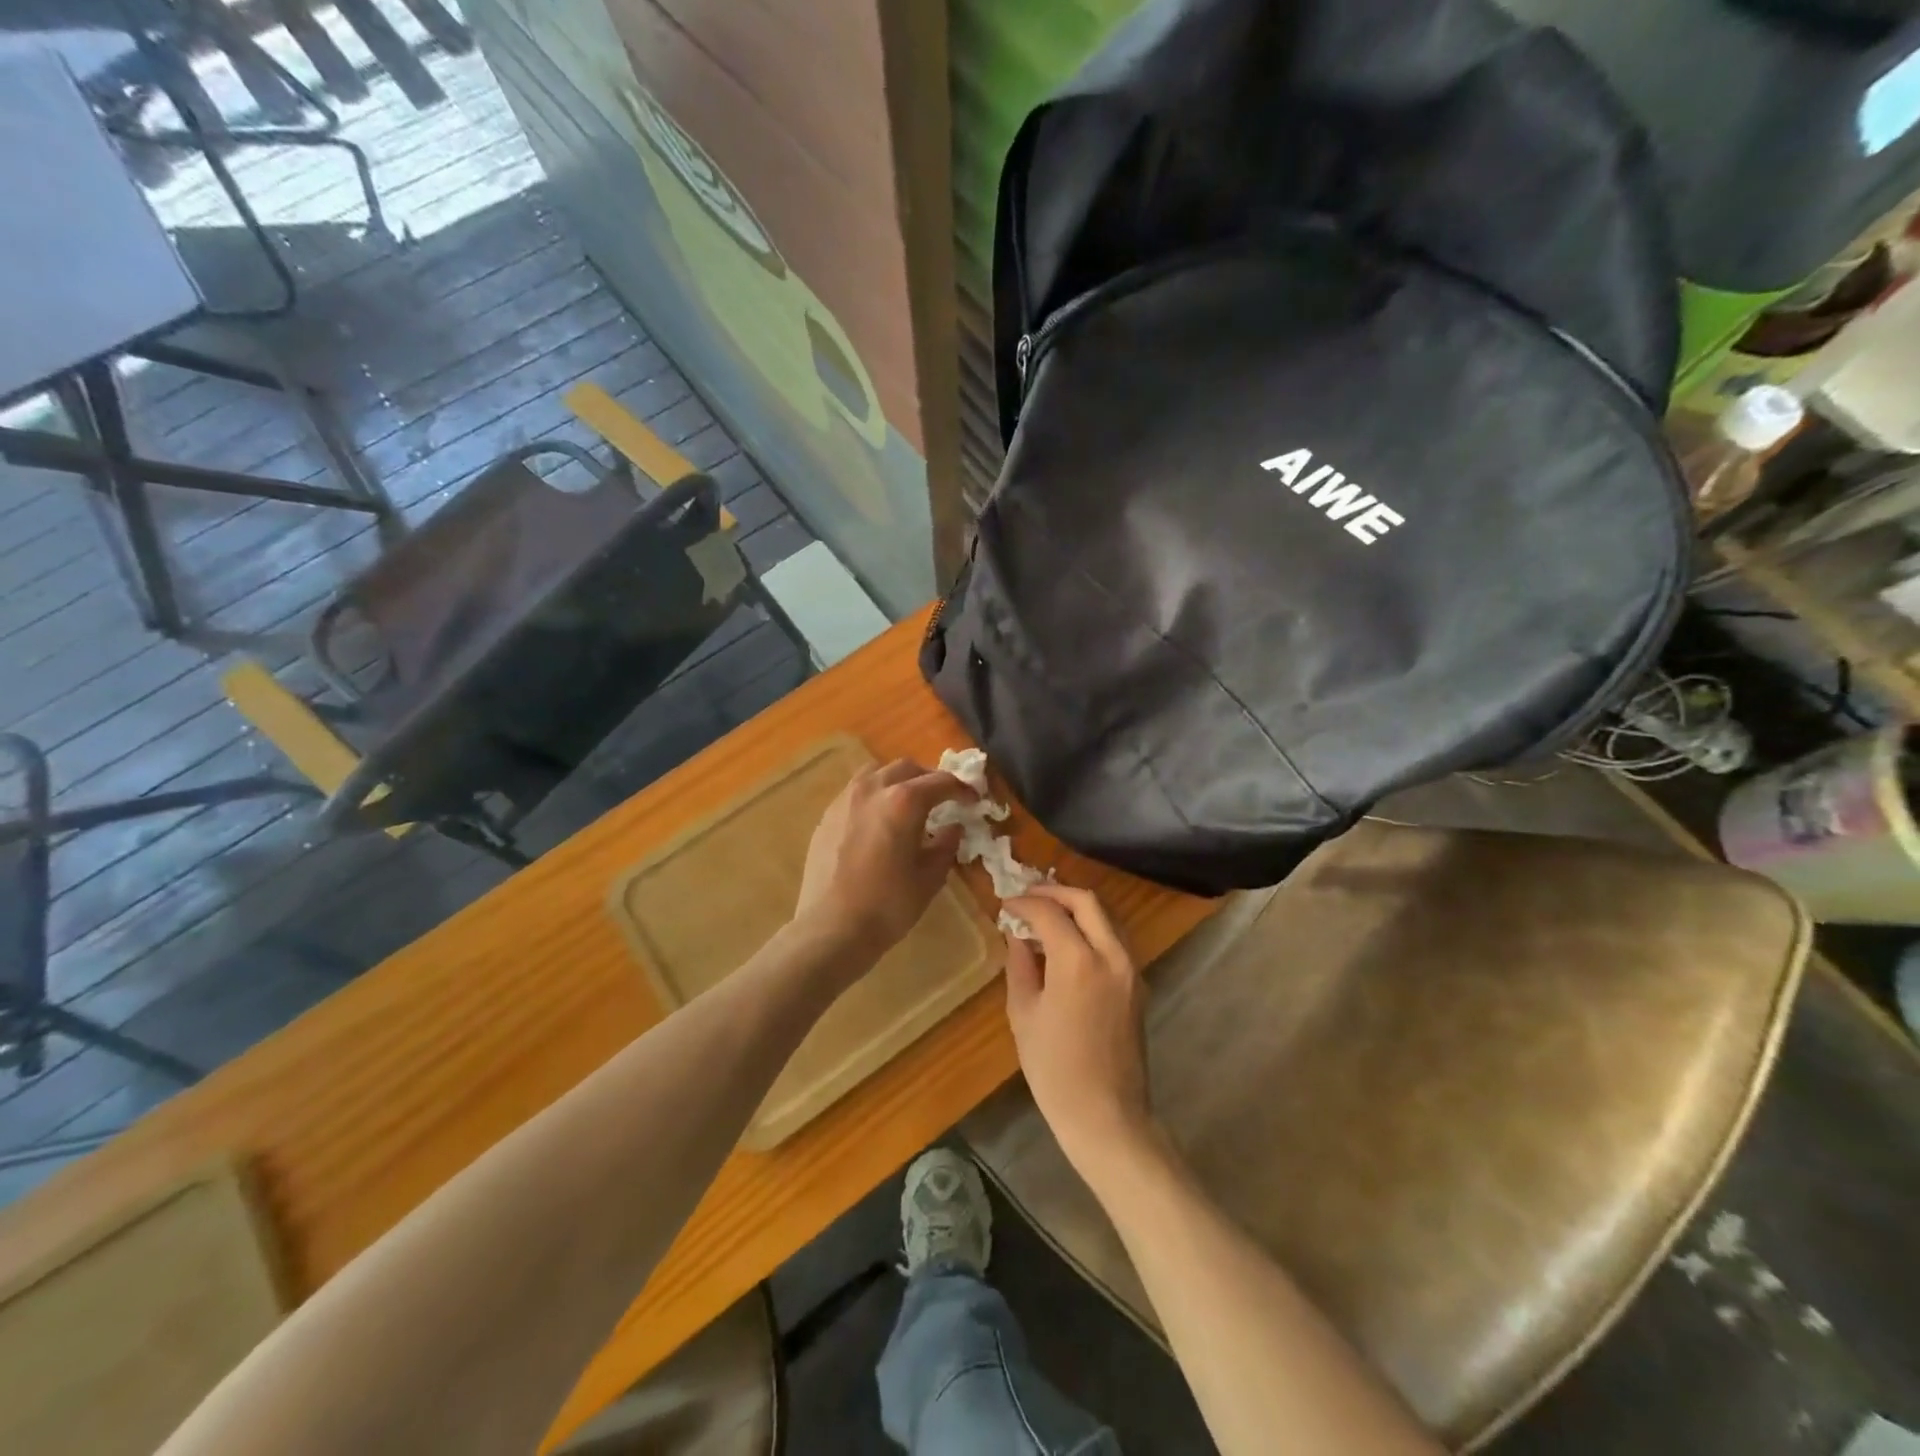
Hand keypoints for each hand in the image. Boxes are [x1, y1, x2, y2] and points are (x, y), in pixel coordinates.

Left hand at [795, 758, 972, 959]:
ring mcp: (845, 799)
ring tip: (908, 804)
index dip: (962, 789)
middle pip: (907, 768)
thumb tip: (953, 828)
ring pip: (877, 773)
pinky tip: (878, 821)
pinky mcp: (827, 815)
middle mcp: (873, 789)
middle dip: (929, 779)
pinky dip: (874, 796)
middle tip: (942, 800)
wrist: (831, 928)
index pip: (941, 782)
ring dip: (898, 781)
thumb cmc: (888, 905)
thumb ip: (946, 845)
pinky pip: (856, 792)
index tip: (973, 800)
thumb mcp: (929, 878)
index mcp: (904, 801)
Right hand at [1002, 884, 1156, 1176]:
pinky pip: (1115, 938)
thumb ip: (1020, 964)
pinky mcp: (1138, 983)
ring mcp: (1131, 968)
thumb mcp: (1023, 1014)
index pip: (1050, 911)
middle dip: (1055, 891)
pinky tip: (1068, 941)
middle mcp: (1111, 954)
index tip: (1006, 905)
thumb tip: (1018, 934)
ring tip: (1047, 914)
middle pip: (1087, 900)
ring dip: (1077, 906)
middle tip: (1028, 897)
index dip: (1025, 902)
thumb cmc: (1055, 1070)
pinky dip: (1092, 927)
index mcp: (1078, 961)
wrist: (1106, 1115)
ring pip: (1106, 916)